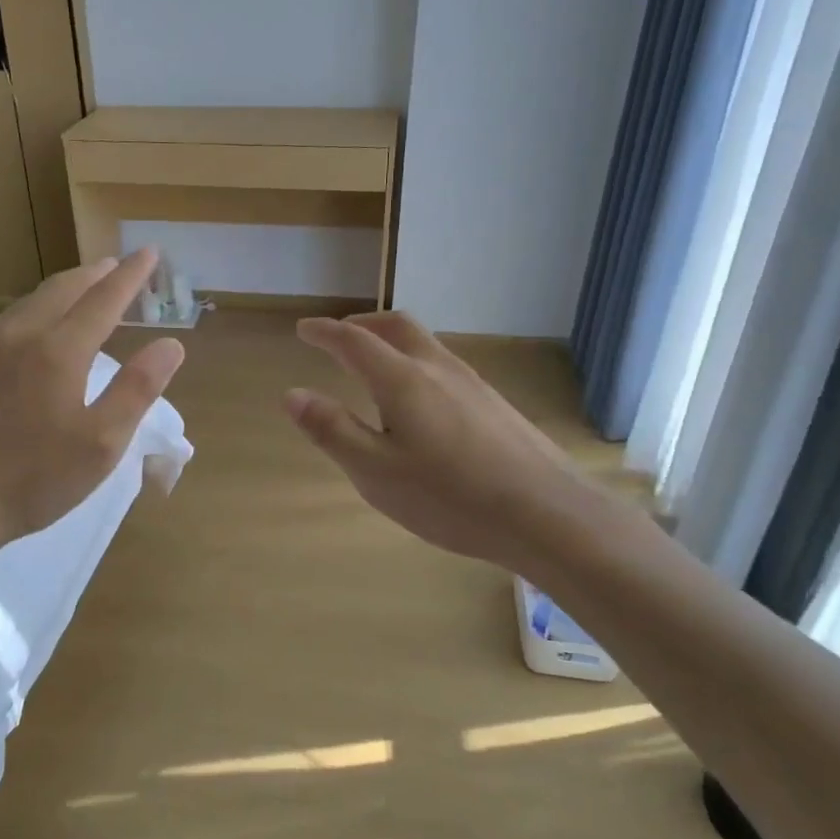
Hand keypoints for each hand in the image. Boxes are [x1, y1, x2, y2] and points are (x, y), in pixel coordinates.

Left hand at [0, 247, 183, 553]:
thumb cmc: (32, 480)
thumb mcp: (100, 444)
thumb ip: (137, 389)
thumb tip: (170, 344)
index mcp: (60, 352)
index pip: (104, 299)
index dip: (131, 276)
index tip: (150, 252)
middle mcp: (20, 337)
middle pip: (63, 290)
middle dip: (95, 274)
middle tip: (116, 264)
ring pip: (27, 303)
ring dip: (59, 289)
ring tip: (77, 287)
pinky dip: (24, 312)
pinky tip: (19, 323)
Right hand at [284, 312, 583, 570]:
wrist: (546, 514)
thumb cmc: (450, 497)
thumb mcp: (375, 472)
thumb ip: (332, 430)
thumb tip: (292, 394)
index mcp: (402, 380)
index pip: (353, 341)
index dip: (324, 332)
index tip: (303, 329)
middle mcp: (437, 368)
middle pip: (396, 327)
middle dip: (361, 324)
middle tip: (338, 336)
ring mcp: (472, 383)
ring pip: (424, 344)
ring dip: (390, 341)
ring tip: (372, 364)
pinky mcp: (493, 404)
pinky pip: (443, 366)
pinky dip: (414, 362)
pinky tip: (418, 400)